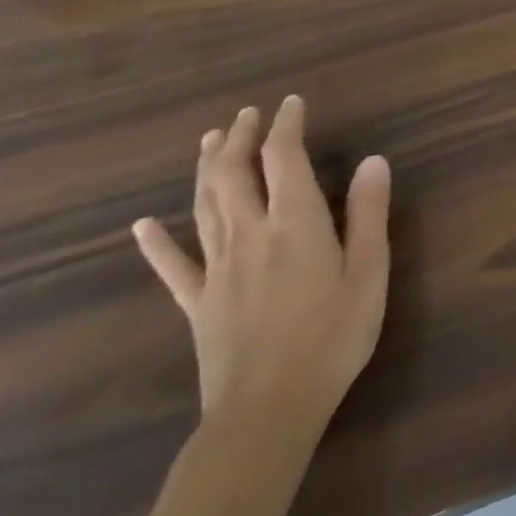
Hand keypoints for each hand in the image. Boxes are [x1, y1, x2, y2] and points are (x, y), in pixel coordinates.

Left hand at [134, 96, 391, 434]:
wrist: (267, 412)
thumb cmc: (333, 336)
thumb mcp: (369, 272)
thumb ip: (369, 213)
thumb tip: (373, 159)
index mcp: (295, 222)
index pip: (284, 157)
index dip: (286, 125)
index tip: (291, 103)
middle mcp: (250, 233)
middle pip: (234, 173)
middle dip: (240, 138)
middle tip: (246, 114)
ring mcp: (217, 269)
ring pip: (203, 206)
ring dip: (204, 168)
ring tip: (207, 140)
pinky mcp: (197, 303)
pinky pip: (173, 266)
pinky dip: (157, 242)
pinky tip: (142, 226)